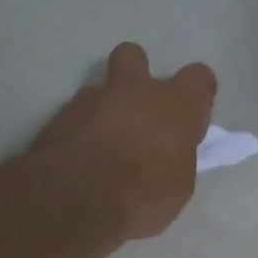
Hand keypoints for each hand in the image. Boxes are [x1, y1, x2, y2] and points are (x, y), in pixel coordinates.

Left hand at [27, 43, 216, 241]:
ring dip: (106, 110)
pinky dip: (81, 131)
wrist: (76, 202)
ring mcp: (91, 99)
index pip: (198, 78)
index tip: (192, 118)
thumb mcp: (178, 185)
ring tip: (104, 145)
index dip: (197, 94)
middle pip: (134, 56)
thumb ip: (176, 155)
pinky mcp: (59, 117)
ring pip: (100, 89)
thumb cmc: (143, 197)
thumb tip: (168, 151)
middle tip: (138, 109)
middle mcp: (134, 91)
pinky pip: (76, 116)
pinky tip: (81, 158)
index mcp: (174, 105)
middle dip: (137, 74)